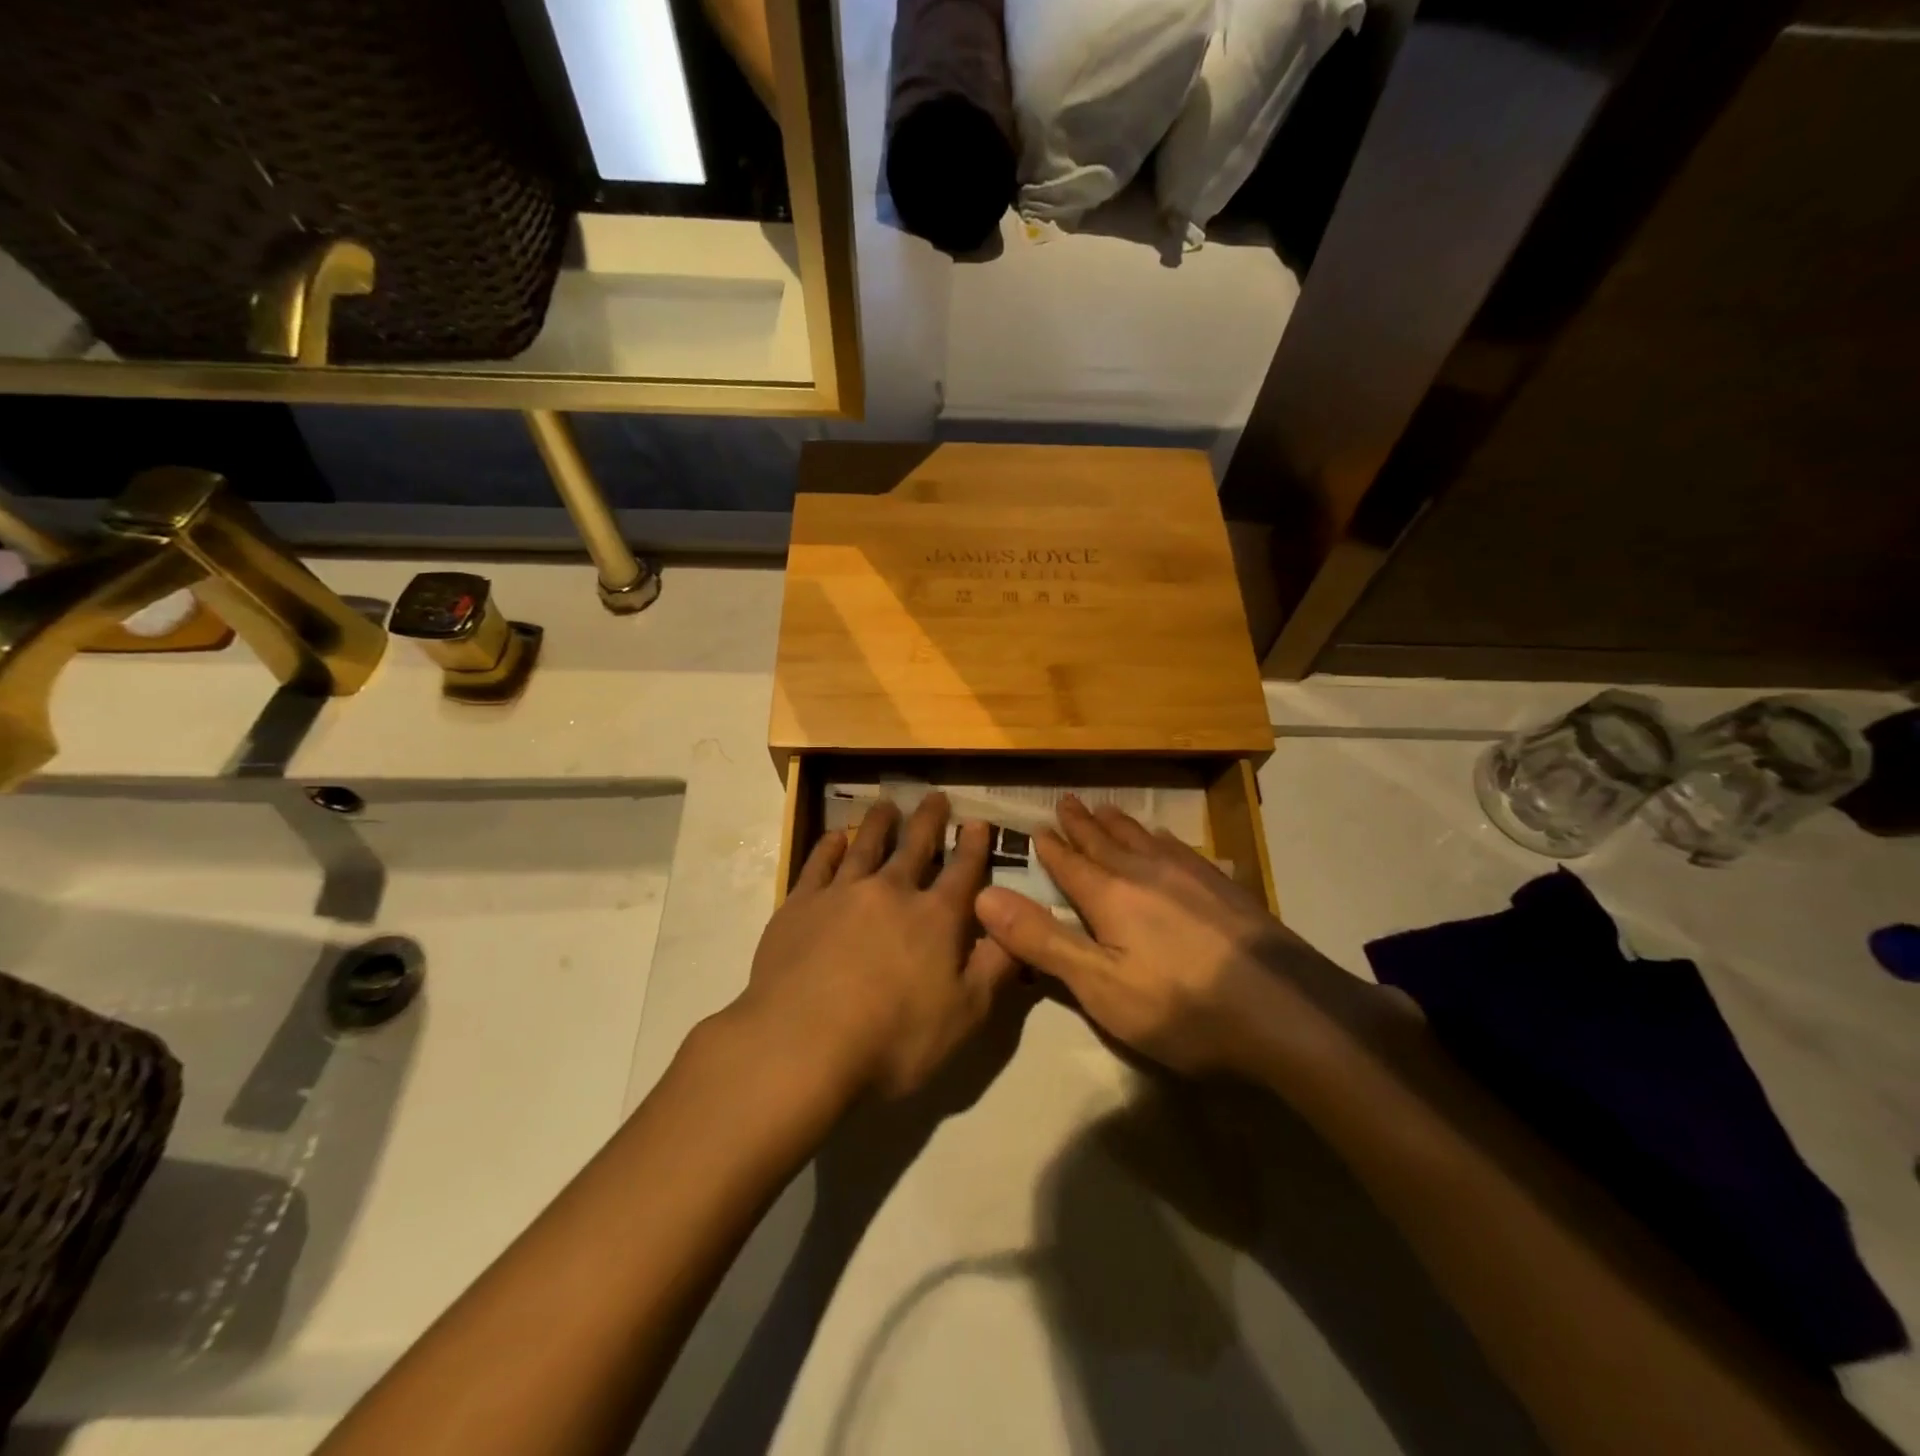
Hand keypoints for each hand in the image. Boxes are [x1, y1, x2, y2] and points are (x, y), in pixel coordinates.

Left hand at [739, 793, 1018, 1099]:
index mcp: (935, 918)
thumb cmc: (892, 1040)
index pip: (963, 872)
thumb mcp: (964, 1015)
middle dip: (929, 820)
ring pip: (866, 844)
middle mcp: (891, 891)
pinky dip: (829, 846)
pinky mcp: (800, 904)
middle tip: (935, 796)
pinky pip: (818, 863)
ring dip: (880, 822)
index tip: (978, 822)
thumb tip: (1016, 927)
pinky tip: (834, 838)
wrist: (801, 1045)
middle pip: (915, 846)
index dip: (974, 846)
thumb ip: (994, 967)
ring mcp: (842, 893)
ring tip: (887, 805)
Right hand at [974, 797, 1342, 1077]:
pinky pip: (1181, 848)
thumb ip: (1043, 941)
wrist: (1285, 1011)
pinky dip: (1161, 838)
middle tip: (1066, 801)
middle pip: (1106, 841)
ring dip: (1119, 824)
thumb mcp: (1100, 986)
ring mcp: (1191, 876)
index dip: (1050, 847)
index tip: (1035, 827)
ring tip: (1107, 809)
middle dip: (1081, 824)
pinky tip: (1167, 841)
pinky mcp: (1225, 887)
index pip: (1070, 864)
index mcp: (1111, 896)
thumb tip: (985, 895)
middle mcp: (1146, 873)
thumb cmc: (1182, 1007)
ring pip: (1143, 839)